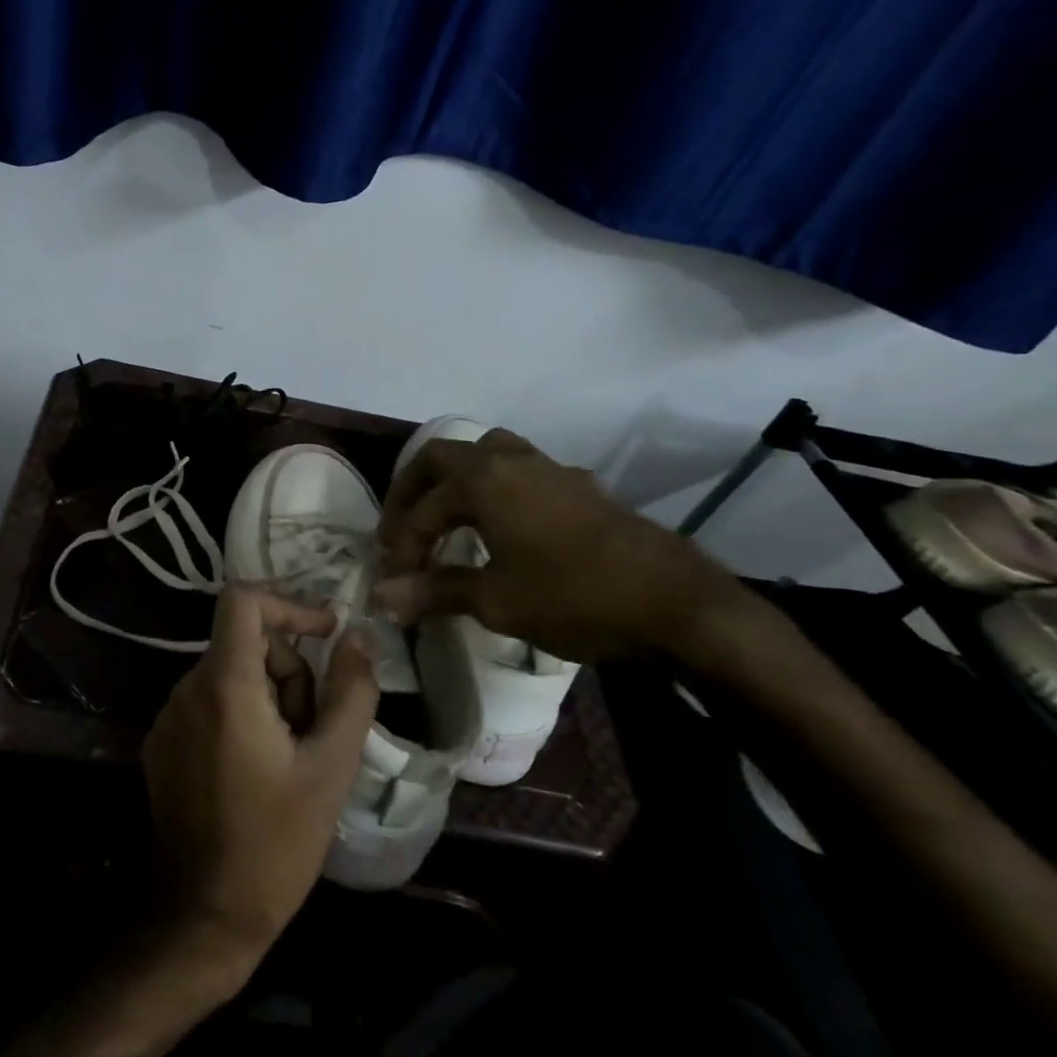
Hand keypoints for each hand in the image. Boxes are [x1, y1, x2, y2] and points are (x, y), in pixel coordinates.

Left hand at [142, 586, 377, 979]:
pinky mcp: (162, 744)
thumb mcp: (330, 767)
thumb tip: (357, 636)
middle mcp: (187, 688)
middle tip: (314, 733)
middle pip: (248, 644)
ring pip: (232, 676)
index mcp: (224, 684)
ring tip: (290, 762)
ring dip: (269, 701)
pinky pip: (210, 704)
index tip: (325, 636)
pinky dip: (241, 718)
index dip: (288, 604)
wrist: (202, 917)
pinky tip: (258, 775)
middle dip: (290, 675)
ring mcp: (169, 716)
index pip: (242, 599)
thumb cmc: (275, 843)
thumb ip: (351, 692)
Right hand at [373, 428, 745, 662]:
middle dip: (411, 493)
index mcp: (481, 480)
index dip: (401, 546)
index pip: (421, 510)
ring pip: (482, 453)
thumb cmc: (575, 598)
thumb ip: (434, 590)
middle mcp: (508, 460)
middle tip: (400, 532)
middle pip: (440, 458)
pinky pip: (516, 470)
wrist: (676, 603)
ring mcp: (546, 467)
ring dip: (453, 480)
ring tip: (444, 516)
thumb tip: (380, 597)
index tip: (395, 582)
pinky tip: (500, 525)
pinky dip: (491, 487)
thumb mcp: (496, 601)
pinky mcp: (575, 484)